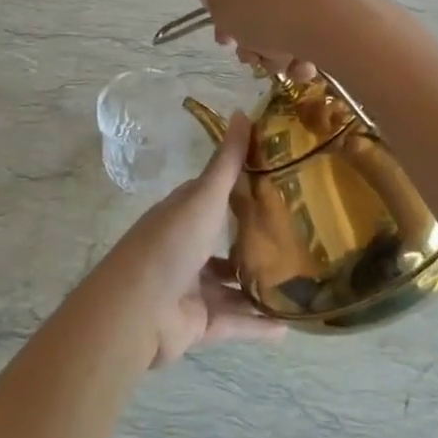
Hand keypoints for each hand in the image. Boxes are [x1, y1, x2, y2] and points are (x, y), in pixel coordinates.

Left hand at [112, 112, 284, 365]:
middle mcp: (187, 248)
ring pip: (233, 286)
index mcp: (183, 215)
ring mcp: (193, 288)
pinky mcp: (200, 323)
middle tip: (300, 235)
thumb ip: (227, 162)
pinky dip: (258, 325)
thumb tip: (243, 111)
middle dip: (256, 239)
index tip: (281, 182)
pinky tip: (288, 325)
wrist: (137, 310)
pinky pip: (236, 322)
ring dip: (260, 285)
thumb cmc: (171, 243)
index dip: (243, 188)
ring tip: (301, 282)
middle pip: (225, 241)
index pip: (215, 196)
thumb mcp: (203, 196)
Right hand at [199, 0, 373, 80]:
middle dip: (256, 34)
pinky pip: (317, 14)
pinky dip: (308, 40)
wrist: (337, 21)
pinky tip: (307, 64)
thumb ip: (215, 5)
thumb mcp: (225, 11)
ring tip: (284, 67)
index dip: (228, 12)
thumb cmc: (267, 10)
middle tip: (255, 60)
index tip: (230, 39)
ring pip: (290, 9)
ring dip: (281, 45)